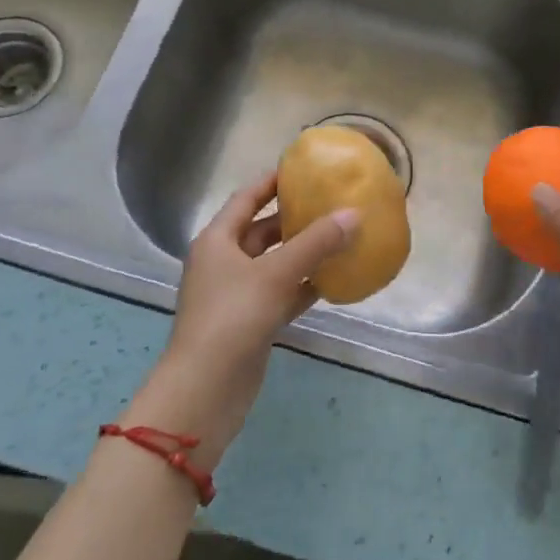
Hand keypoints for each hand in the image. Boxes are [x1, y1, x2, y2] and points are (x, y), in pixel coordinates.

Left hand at [126, 173, 358, 467]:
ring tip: (342, 236)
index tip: (305, 168)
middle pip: (263, 230)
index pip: (247, 198)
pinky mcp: (251, 322)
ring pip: (276, 263)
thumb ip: (316, 244)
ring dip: (305, 253)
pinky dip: (305, 285)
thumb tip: (354, 214)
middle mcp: (224, 261)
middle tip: (333, 202)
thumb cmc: (233, 319)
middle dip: (296, 218)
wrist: (205, 391)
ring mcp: (237, 294)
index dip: (273, 181)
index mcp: (218, 240)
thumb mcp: (276, 275)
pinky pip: (282, 293)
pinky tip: (335, 280)